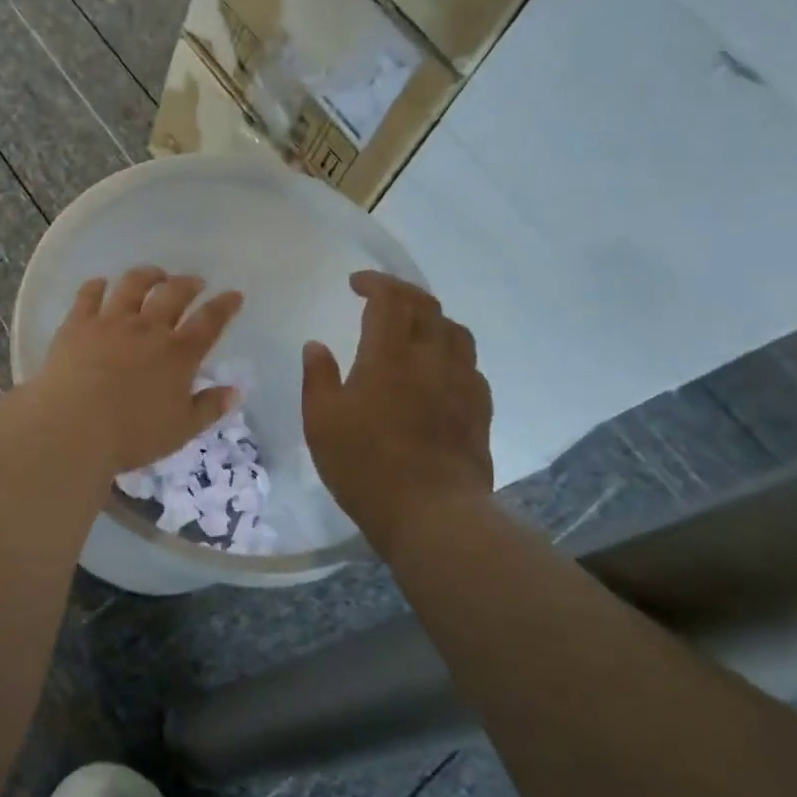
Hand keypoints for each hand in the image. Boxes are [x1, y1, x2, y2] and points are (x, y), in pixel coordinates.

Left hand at [32, 267, 244, 474]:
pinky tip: (101, 283)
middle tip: (195, 282)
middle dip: (189, 283)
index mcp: (178, 354)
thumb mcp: (181, 430)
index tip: (234, 294)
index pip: (210, 321)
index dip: (225, 306)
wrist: (73, 428)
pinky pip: (89, 294)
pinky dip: (97, 285)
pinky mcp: (78, 323)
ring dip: (148, 275)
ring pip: (133, 285)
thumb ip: (209, 408)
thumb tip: (235, 390)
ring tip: (155, 275)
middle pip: (174, 294)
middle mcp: (148, 328)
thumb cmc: (132, 435)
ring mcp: (111, 321)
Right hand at [303, 271, 493, 550]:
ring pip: (456, 331)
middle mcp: (431, 359)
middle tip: (381, 298)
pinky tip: (439, 371)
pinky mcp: (480, 409)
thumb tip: (316, 345)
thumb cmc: (365, 466)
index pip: (390, 299)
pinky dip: (451, 353)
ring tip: (414, 329)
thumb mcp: (321, 423)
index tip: (356, 284)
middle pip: (427, 306)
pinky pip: (470, 365)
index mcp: (389, 356)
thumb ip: (318, 378)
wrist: (431, 513)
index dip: (375, 283)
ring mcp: (462, 383)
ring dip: (432, 319)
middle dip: (403, 293)